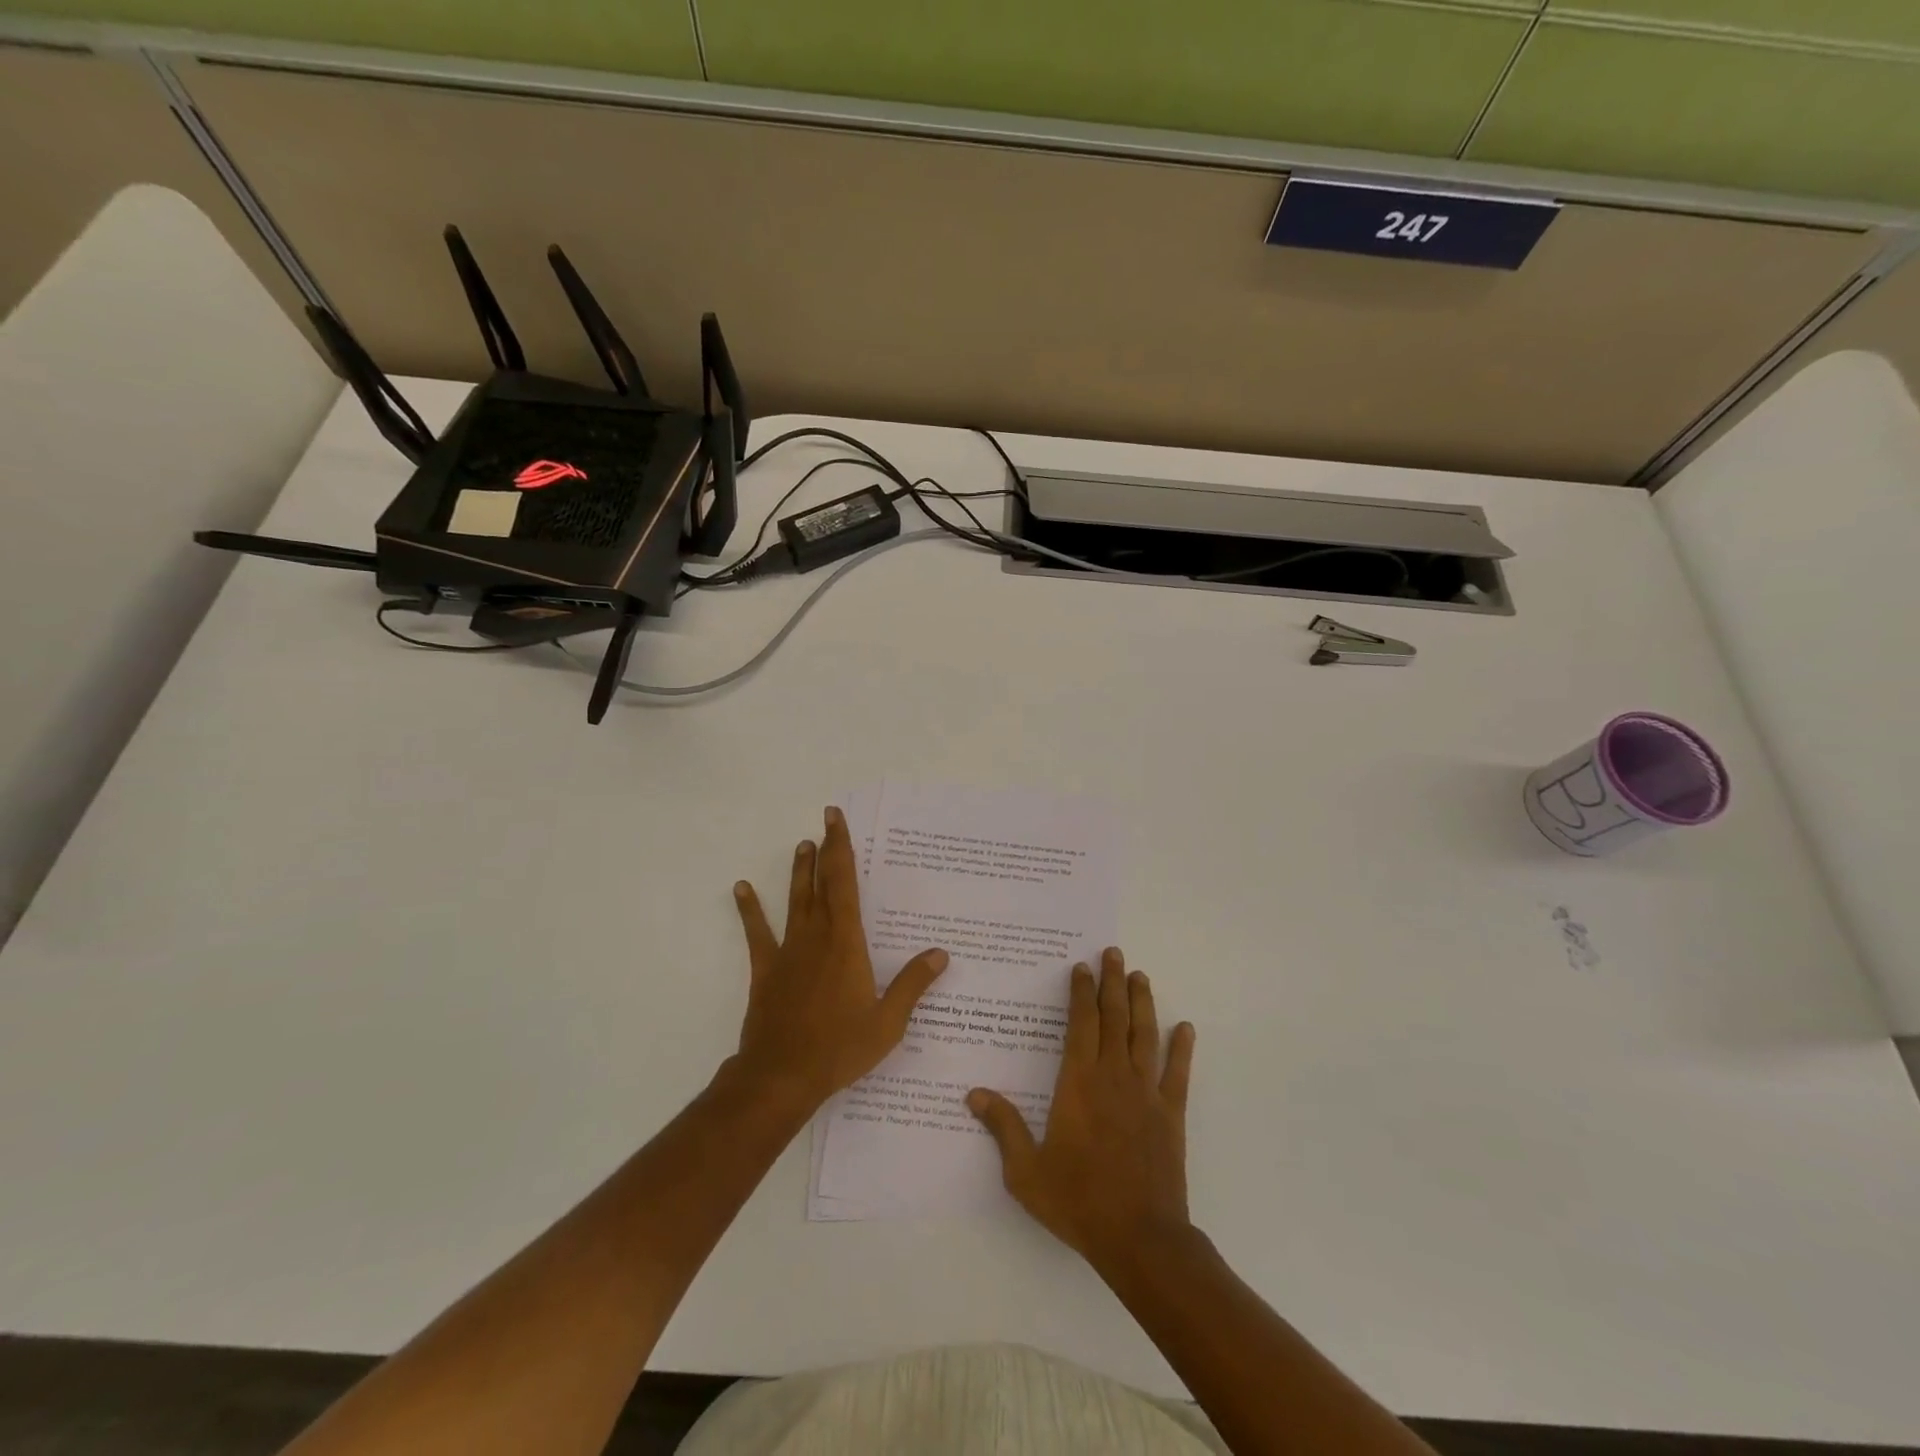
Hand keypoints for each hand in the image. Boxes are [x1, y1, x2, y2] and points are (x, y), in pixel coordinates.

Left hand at [727, 806, 948, 1118]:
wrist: (782, 1076)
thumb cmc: (840, 1048)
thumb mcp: (888, 1022)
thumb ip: (913, 984)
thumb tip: (941, 953)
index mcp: (847, 942)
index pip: (845, 883)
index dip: (841, 848)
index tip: (836, 820)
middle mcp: (817, 936)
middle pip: (822, 883)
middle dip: (826, 849)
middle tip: (826, 820)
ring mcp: (788, 951)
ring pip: (794, 900)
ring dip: (798, 872)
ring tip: (801, 845)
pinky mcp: (766, 970)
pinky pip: (758, 933)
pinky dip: (750, 910)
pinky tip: (742, 888)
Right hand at [968, 947, 1195, 1272]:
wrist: (1140, 1238)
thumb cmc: (1078, 1201)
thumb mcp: (1026, 1171)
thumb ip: (1003, 1127)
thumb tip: (973, 1093)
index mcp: (1078, 1083)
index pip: (1081, 1024)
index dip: (1081, 993)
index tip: (1081, 968)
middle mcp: (1113, 1077)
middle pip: (1114, 1018)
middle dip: (1112, 982)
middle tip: (1114, 953)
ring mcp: (1146, 1093)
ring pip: (1144, 1035)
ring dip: (1143, 1003)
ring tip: (1140, 975)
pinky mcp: (1171, 1114)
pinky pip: (1178, 1073)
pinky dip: (1182, 1049)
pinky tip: (1186, 1028)